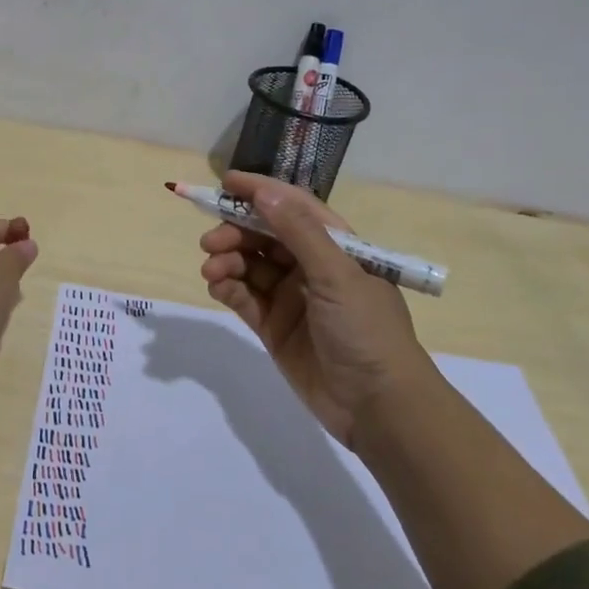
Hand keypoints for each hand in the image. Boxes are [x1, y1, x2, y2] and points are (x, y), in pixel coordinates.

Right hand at [198, 170, 431, 449]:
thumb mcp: (336, 274)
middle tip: (210, 242)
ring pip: (249, 266)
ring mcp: (291, 297)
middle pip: (264, 236)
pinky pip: (244, 297)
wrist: (378, 406)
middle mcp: (311, 267)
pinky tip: (218, 287)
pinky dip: (228, 288)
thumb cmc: (366, 329)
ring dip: (227, 260)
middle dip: (235, 232)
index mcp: (336, 247)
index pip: (293, 207)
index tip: (225, 182)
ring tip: (212, 270)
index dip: (260, 192)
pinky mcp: (274, 326)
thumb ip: (297, 231)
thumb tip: (263, 191)